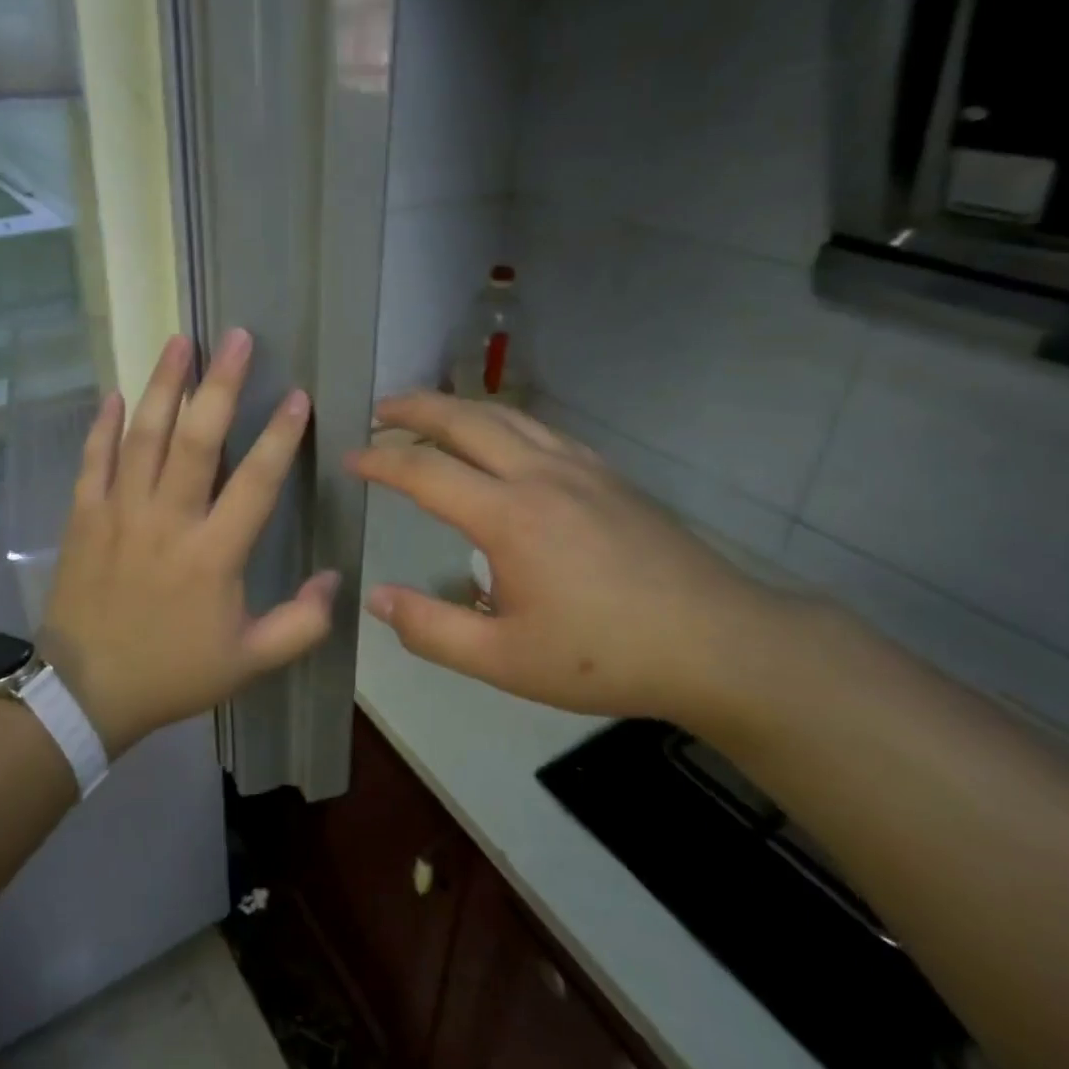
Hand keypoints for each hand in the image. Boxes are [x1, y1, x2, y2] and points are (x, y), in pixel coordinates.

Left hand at [40, 330, 338, 756]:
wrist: (85, 692)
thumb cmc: (172, 673)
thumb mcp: (249, 662)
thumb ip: (301, 624)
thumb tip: (334, 578)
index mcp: (213, 554)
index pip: (255, 482)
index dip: (280, 436)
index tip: (298, 396)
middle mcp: (167, 520)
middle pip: (196, 440)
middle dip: (221, 385)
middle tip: (237, 338)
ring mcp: (119, 512)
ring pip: (143, 436)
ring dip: (163, 385)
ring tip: (180, 343)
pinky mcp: (83, 516)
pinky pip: (93, 460)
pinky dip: (103, 425)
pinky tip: (115, 393)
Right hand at [346, 393, 801, 726]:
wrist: (719, 643)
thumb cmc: (605, 656)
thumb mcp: (504, 660)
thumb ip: (432, 629)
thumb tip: (376, 598)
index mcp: (508, 516)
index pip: (424, 471)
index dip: (380, 460)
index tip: (349, 458)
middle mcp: (539, 475)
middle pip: (464, 420)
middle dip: (414, 408)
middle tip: (378, 409)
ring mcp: (579, 468)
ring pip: (506, 415)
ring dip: (458, 407)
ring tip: (428, 413)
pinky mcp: (608, 475)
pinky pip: (541, 429)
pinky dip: (502, 421)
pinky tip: (501, 440)